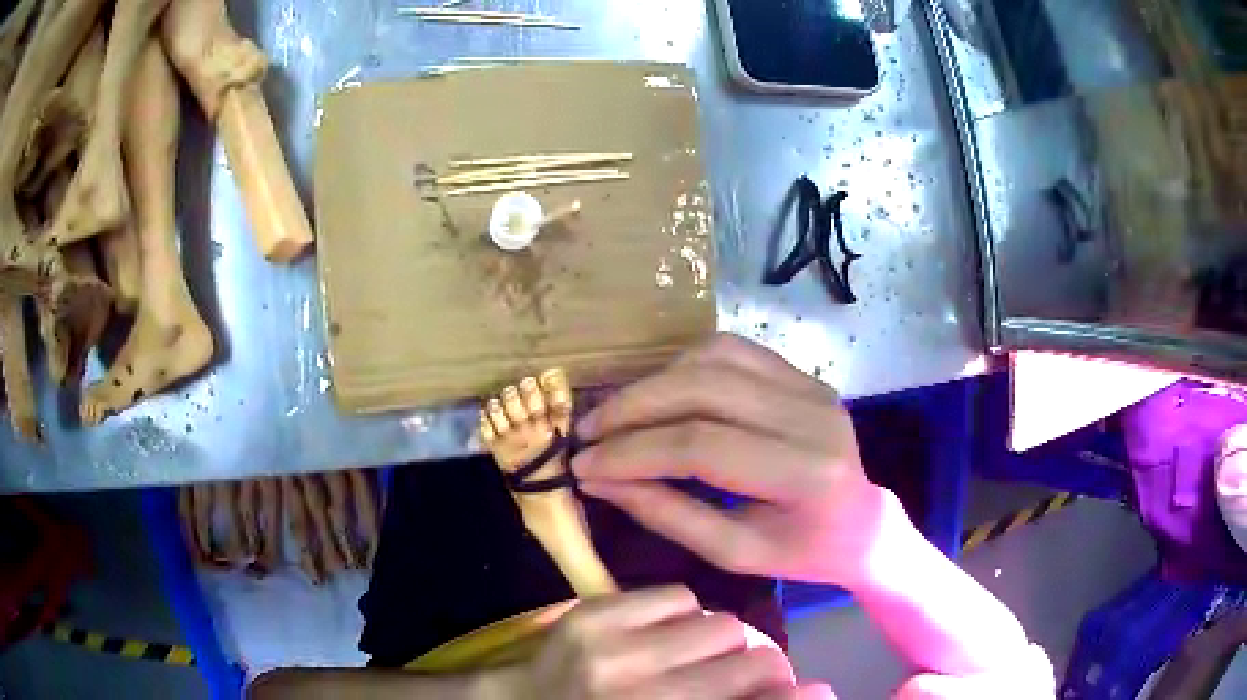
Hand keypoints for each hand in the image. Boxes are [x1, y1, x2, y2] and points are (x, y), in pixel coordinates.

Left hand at [498, 586, 827, 699]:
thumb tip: (813, 691)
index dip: (796, 696)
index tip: (818, 690)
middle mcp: (643, 695)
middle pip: (750, 661)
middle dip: (762, 666)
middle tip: (750, 671)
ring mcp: (613, 652)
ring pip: (721, 623)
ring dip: (722, 639)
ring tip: (698, 654)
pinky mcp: (591, 615)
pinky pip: (678, 596)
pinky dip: (683, 614)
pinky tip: (662, 634)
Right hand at [572, 333, 892, 588]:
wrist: (862, 522)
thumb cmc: (802, 551)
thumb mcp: (734, 552)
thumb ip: (666, 514)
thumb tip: (598, 481)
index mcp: (804, 473)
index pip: (702, 446)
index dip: (633, 452)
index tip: (583, 464)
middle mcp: (812, 415)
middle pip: (704, 390)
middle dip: (633, 408)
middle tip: (588, 432)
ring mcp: (810, 385)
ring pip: (714, 358)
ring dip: (654, 382)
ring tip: (615, 414)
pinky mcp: (802, 373)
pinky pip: (732, 351)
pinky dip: (683, 367)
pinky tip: (657, 392)